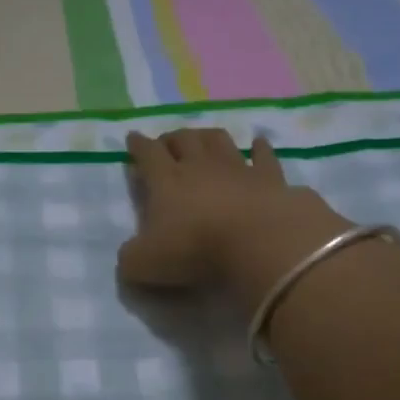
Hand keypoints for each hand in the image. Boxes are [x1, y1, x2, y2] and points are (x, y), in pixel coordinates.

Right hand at [120, 127, 349, 300]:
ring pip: (219, 140)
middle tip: (166, 142)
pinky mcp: (269, 178)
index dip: (137, 145)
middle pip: (183, 140)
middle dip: (171, 138)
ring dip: (207, 136)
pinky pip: (263, 156)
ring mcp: (237, 168)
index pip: (147, 154)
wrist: (256, 241)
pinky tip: (258, 143)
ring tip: (202, 138)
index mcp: (166, 181)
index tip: (132, 137)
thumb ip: (130, 257)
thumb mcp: (144, 263)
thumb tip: (131, 254)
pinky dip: (259, 148)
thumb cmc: (194, 249)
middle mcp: (200, 166)